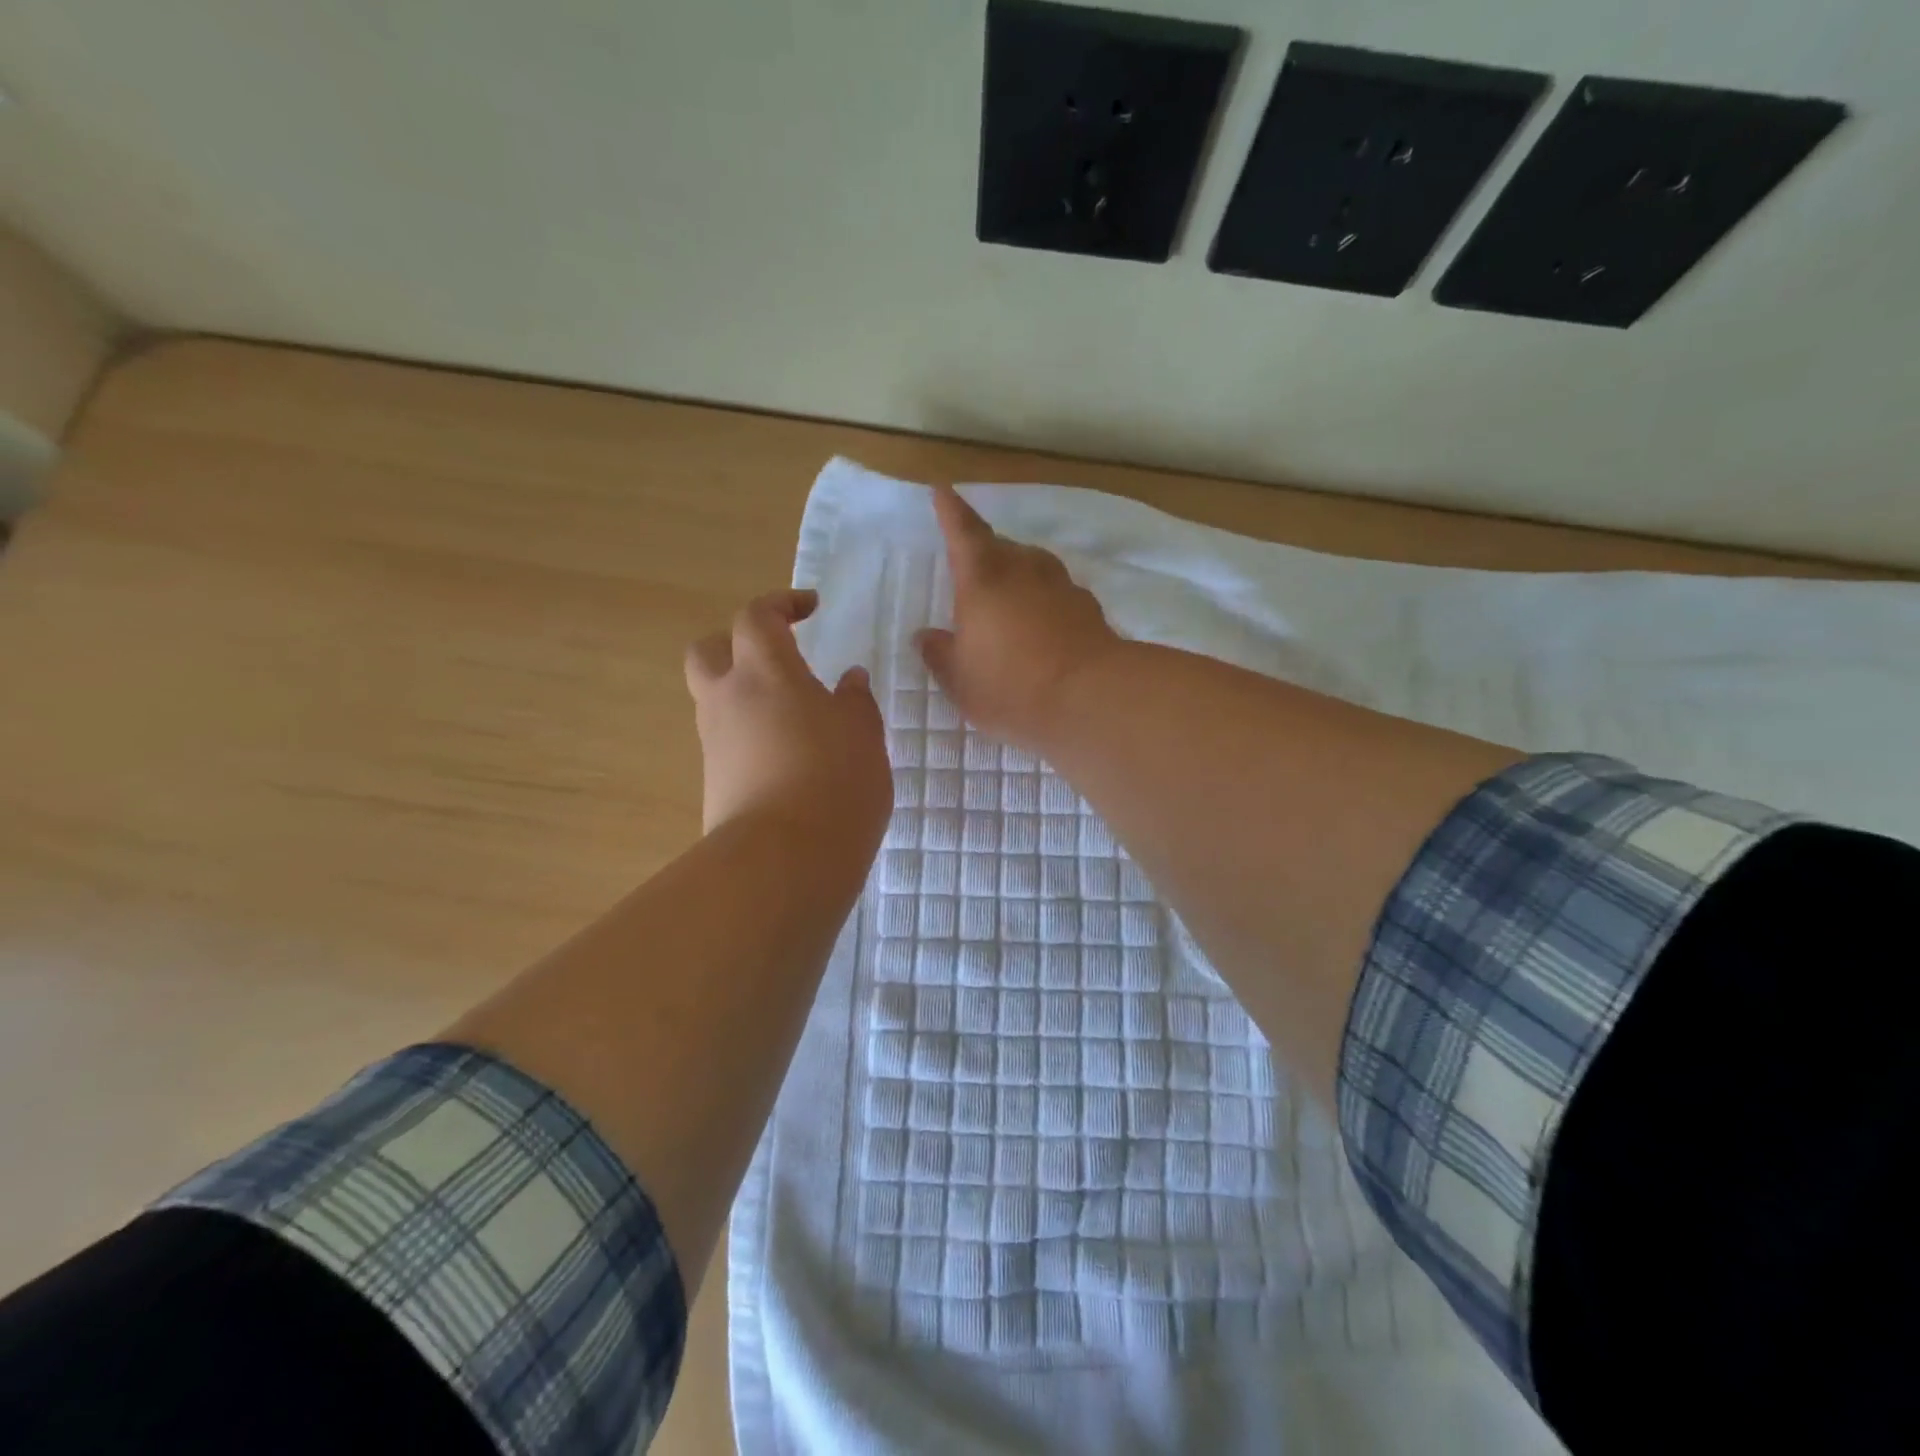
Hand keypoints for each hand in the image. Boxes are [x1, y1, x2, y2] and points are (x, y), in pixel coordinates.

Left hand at [685, 590, 890, 850]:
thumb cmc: (834, 781)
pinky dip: (752, 737)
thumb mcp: (863, 734)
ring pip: (717, 701)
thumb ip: (855, 701)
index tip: (811, 608)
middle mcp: (728, 700)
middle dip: (738, 644)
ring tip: (796, 718)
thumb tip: (848, 680)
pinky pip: (728, 743)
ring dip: (747, 695)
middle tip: (778, 658)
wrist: (783, 861)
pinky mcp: (714, 784)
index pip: (757, 617)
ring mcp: (714, 745)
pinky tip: (790, 761)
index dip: (781, 604)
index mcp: (765, 672)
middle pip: (710, 652)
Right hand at [915, 486, 1120, 750]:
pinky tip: (1042, 629)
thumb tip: (926, 636)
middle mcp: (1023, 570)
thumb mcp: (961, 681)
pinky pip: (1057, 593)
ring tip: (1007, 603)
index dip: (951, 511)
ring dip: (1017, 577)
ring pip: (1032, 567)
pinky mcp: (1088, 607)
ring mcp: (1060, 585)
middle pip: (1000, 548)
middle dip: (984, 554)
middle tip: (972, 574)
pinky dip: (1044, 602)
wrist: (1092, 698)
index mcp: (982, 579)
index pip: (962, 532)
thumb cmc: (1012, 687)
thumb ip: (940, 655)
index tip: (943, 490)